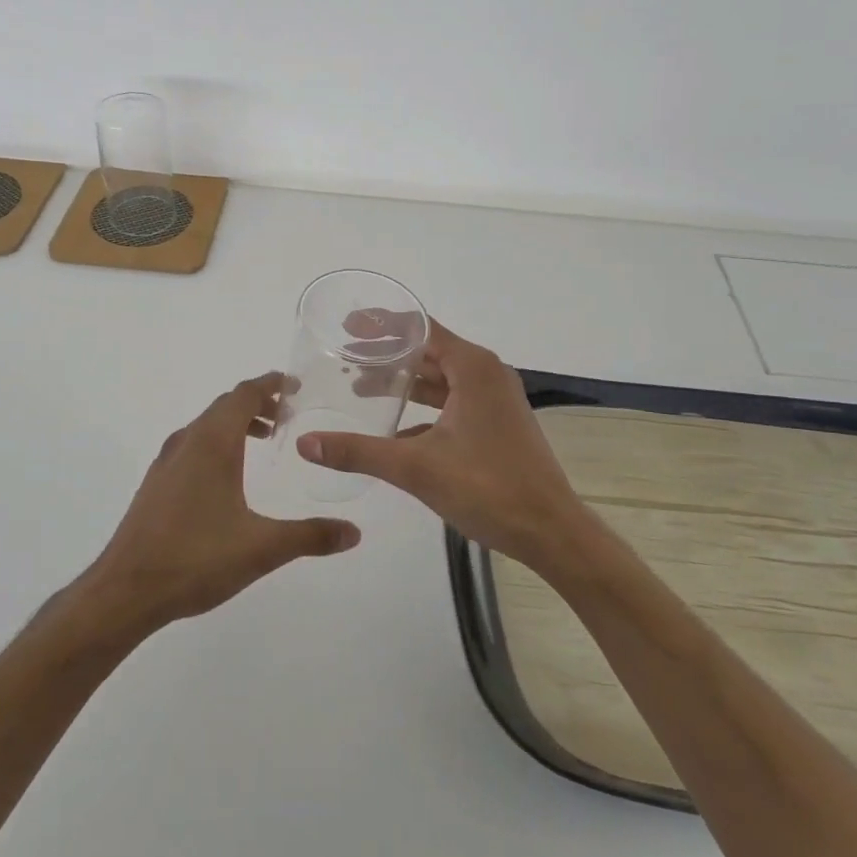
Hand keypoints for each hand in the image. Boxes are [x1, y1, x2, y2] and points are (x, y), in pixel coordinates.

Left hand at [85, 374, 361, 632]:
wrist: (125, 590)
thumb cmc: (195, 558)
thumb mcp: (261, 548)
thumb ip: (310, 536)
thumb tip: (354, 532)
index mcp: (213, 443)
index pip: (244, 394)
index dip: (270, 384)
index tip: (295, 384)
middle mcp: (188, 442)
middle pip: (225, 405)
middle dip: (258, 403)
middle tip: (288, 414)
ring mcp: (167, 462)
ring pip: (207, 425)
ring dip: (236, 423)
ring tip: (265, 440)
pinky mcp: (156, 483)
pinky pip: (193, 444)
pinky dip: (217, 442)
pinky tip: (229, 476)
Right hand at [295, 321, 593, 571]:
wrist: (551, 532)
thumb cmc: (488, 488)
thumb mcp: (416, 468)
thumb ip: (359, 451)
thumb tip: (305, 443)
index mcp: (473, 368)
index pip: (420, 328)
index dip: (382, 324)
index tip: (347, 325)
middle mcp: (486, 374)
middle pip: (429, 351)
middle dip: (387, 353)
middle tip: (344, 356)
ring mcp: (494, 400)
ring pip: (440, 380)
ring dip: (403, 382)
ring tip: (359, 385)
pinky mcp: (496, 425)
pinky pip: (451, 403)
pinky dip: (422, 409)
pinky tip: (391, 429)